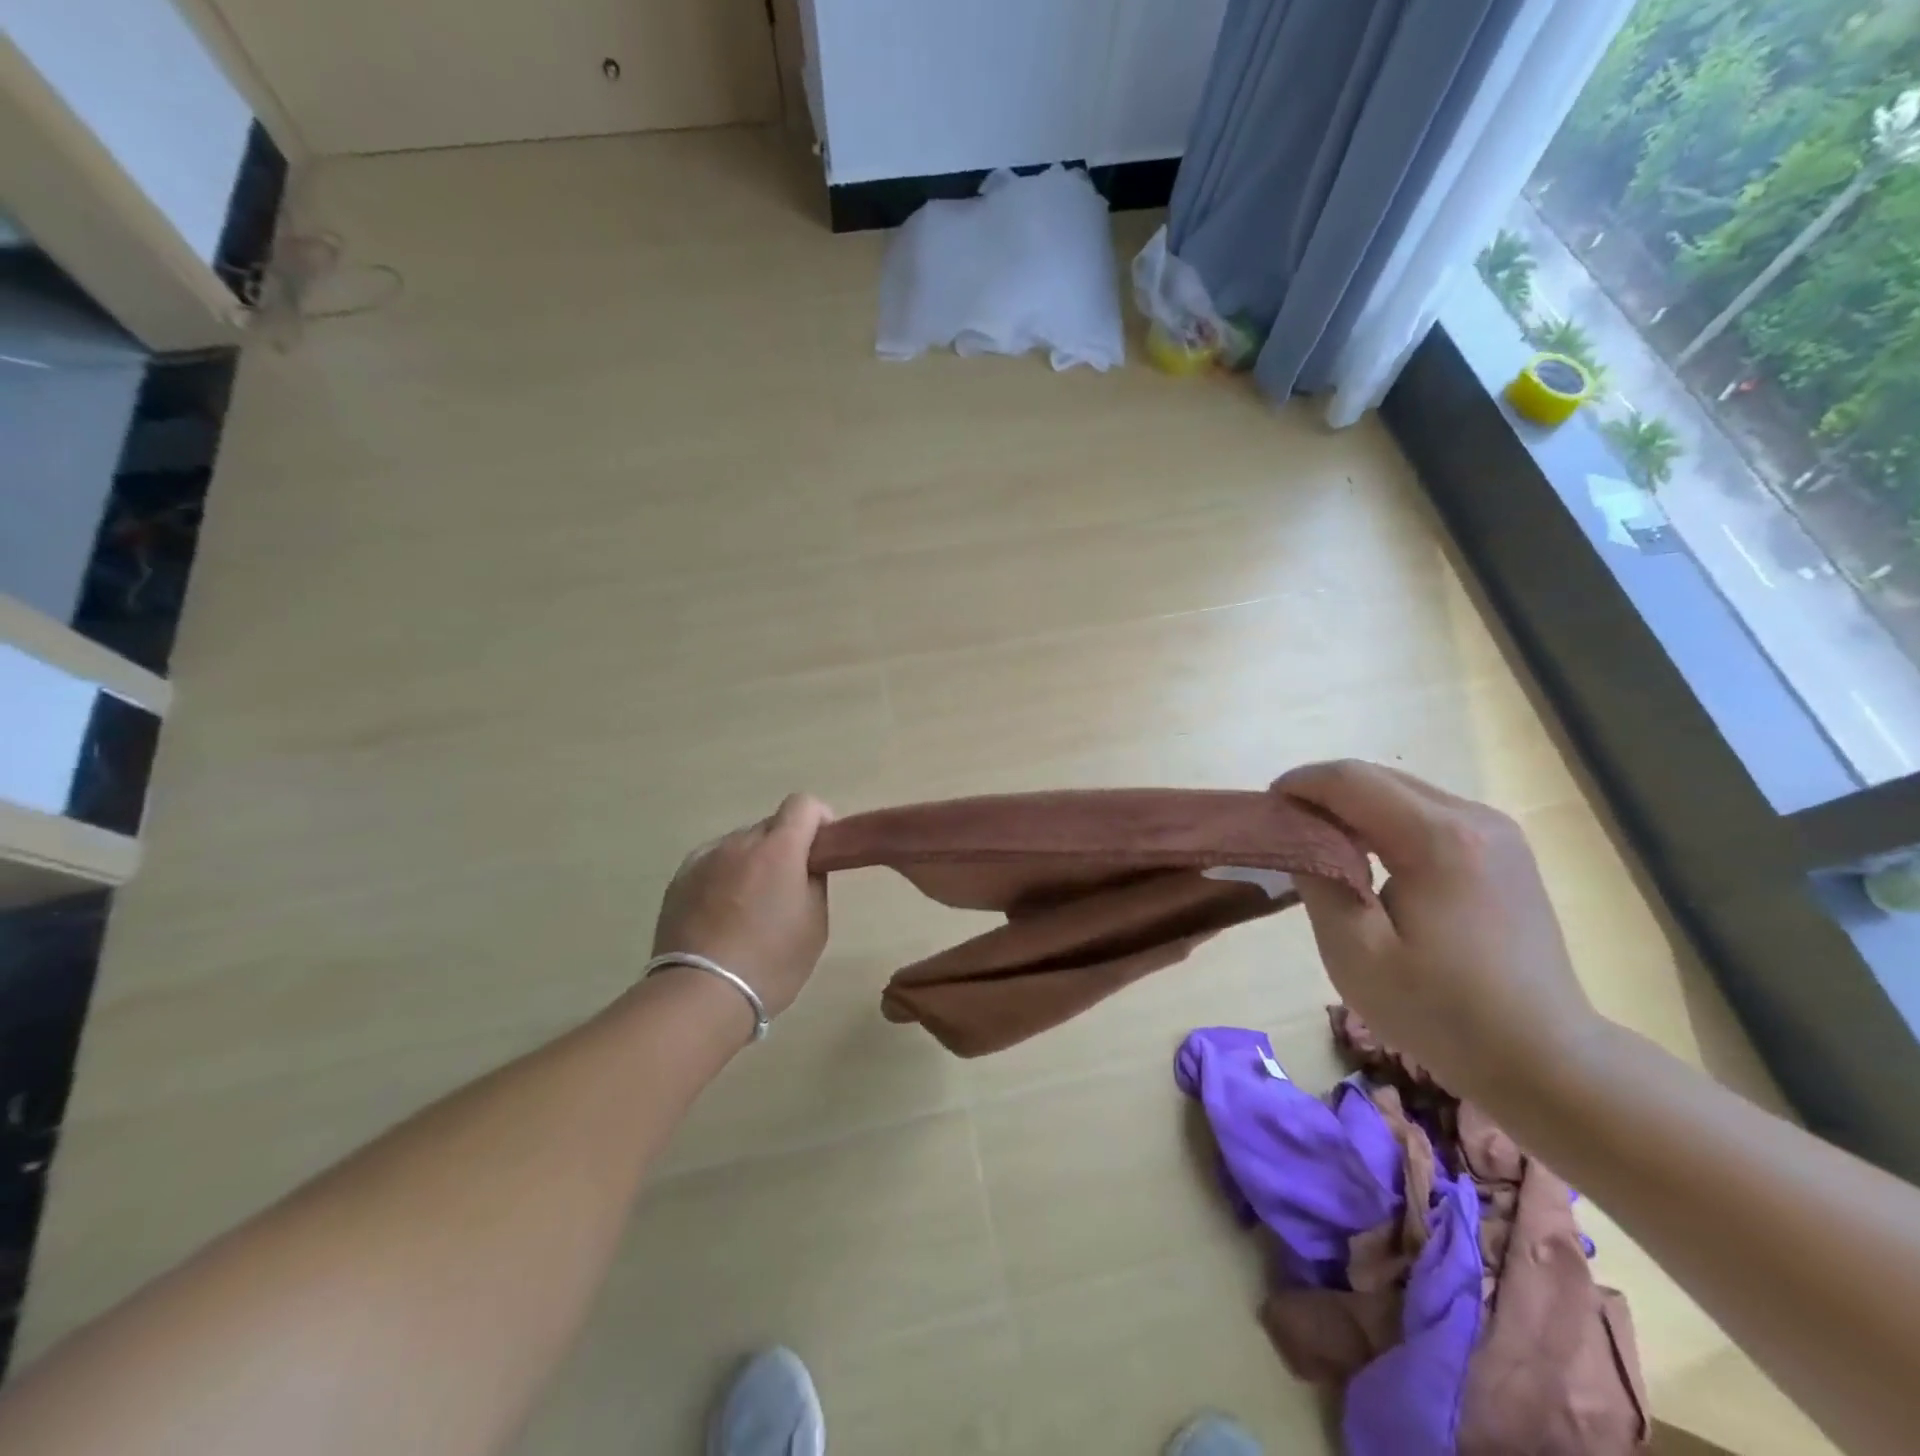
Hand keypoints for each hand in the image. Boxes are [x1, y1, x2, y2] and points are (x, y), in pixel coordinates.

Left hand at [652, 794, 834, 1018]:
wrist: (700, 995)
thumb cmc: (770, 962)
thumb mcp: (815, 923)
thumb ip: (815, 880)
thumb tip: (807, 863)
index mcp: (779, 848)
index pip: (803, 803)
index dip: (819, 821)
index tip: (822, 851)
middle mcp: (739, 842)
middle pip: (771, 825)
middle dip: (786, 846)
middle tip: (789, 888)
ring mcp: (704, 859)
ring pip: (740, 844)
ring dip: (753, 861)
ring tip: (751, 905)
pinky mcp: (679, 880)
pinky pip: (713, 863)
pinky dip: (725, 876)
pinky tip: (723, 912)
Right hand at [1276, 760, 1602, 1101]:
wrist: (1546, 1058)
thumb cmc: (1441, 1011)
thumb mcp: (1354, 953)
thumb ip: (1318, 881)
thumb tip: (1298, 837)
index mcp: (1437, 839)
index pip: (1350, 780)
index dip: (1299, 784)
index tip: (1265, 809)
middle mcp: (1474, 818)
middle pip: (1379, 776)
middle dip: (1323, 792)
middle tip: (1287, 828)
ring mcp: (1497, 831)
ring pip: (1404, 791)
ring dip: (1355, 806)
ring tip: (1321, 844)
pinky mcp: (1504, 850)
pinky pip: (1429, 812)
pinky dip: (1387, 820)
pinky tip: (1371, 858)